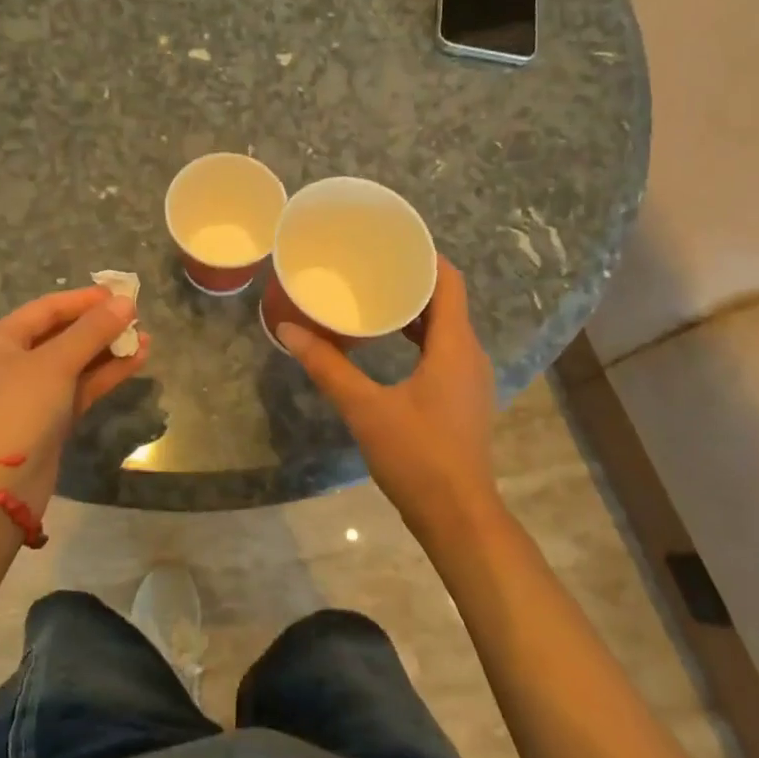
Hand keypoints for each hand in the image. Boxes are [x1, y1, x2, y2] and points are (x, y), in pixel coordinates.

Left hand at [0, 286, 148, 517]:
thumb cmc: (19, 410)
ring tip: (145, 339)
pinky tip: (136, 361)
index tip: (121, 293)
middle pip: (61, 334)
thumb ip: (92, 331)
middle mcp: (11, 362)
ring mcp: (31, 393)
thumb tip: (126, 302)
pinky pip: (80, 387)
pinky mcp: (49, 418)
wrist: (1, 488)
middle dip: (100, 326)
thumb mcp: (55, 364)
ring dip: (108, 350)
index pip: (46, 309)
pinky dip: (105, 374)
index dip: (84, 300)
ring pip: (75, 362)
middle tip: (136, 317)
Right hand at [279, 256, 499, 533]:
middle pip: (447, 301)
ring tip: (375, 296)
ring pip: (446, 327)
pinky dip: (420, 336)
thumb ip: (327, 366)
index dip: (426, 256)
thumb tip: (288, 330)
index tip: (393, 241)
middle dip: (413, 280)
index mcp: (454, 345)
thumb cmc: (417, 456)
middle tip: (372, 265)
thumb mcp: (365, 408)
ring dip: (415, 310)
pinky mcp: (463, 398)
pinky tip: (389, 343)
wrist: (458, 516)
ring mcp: (470, 378)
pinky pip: (444, 350)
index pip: (450, 282)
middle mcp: (469, 354)